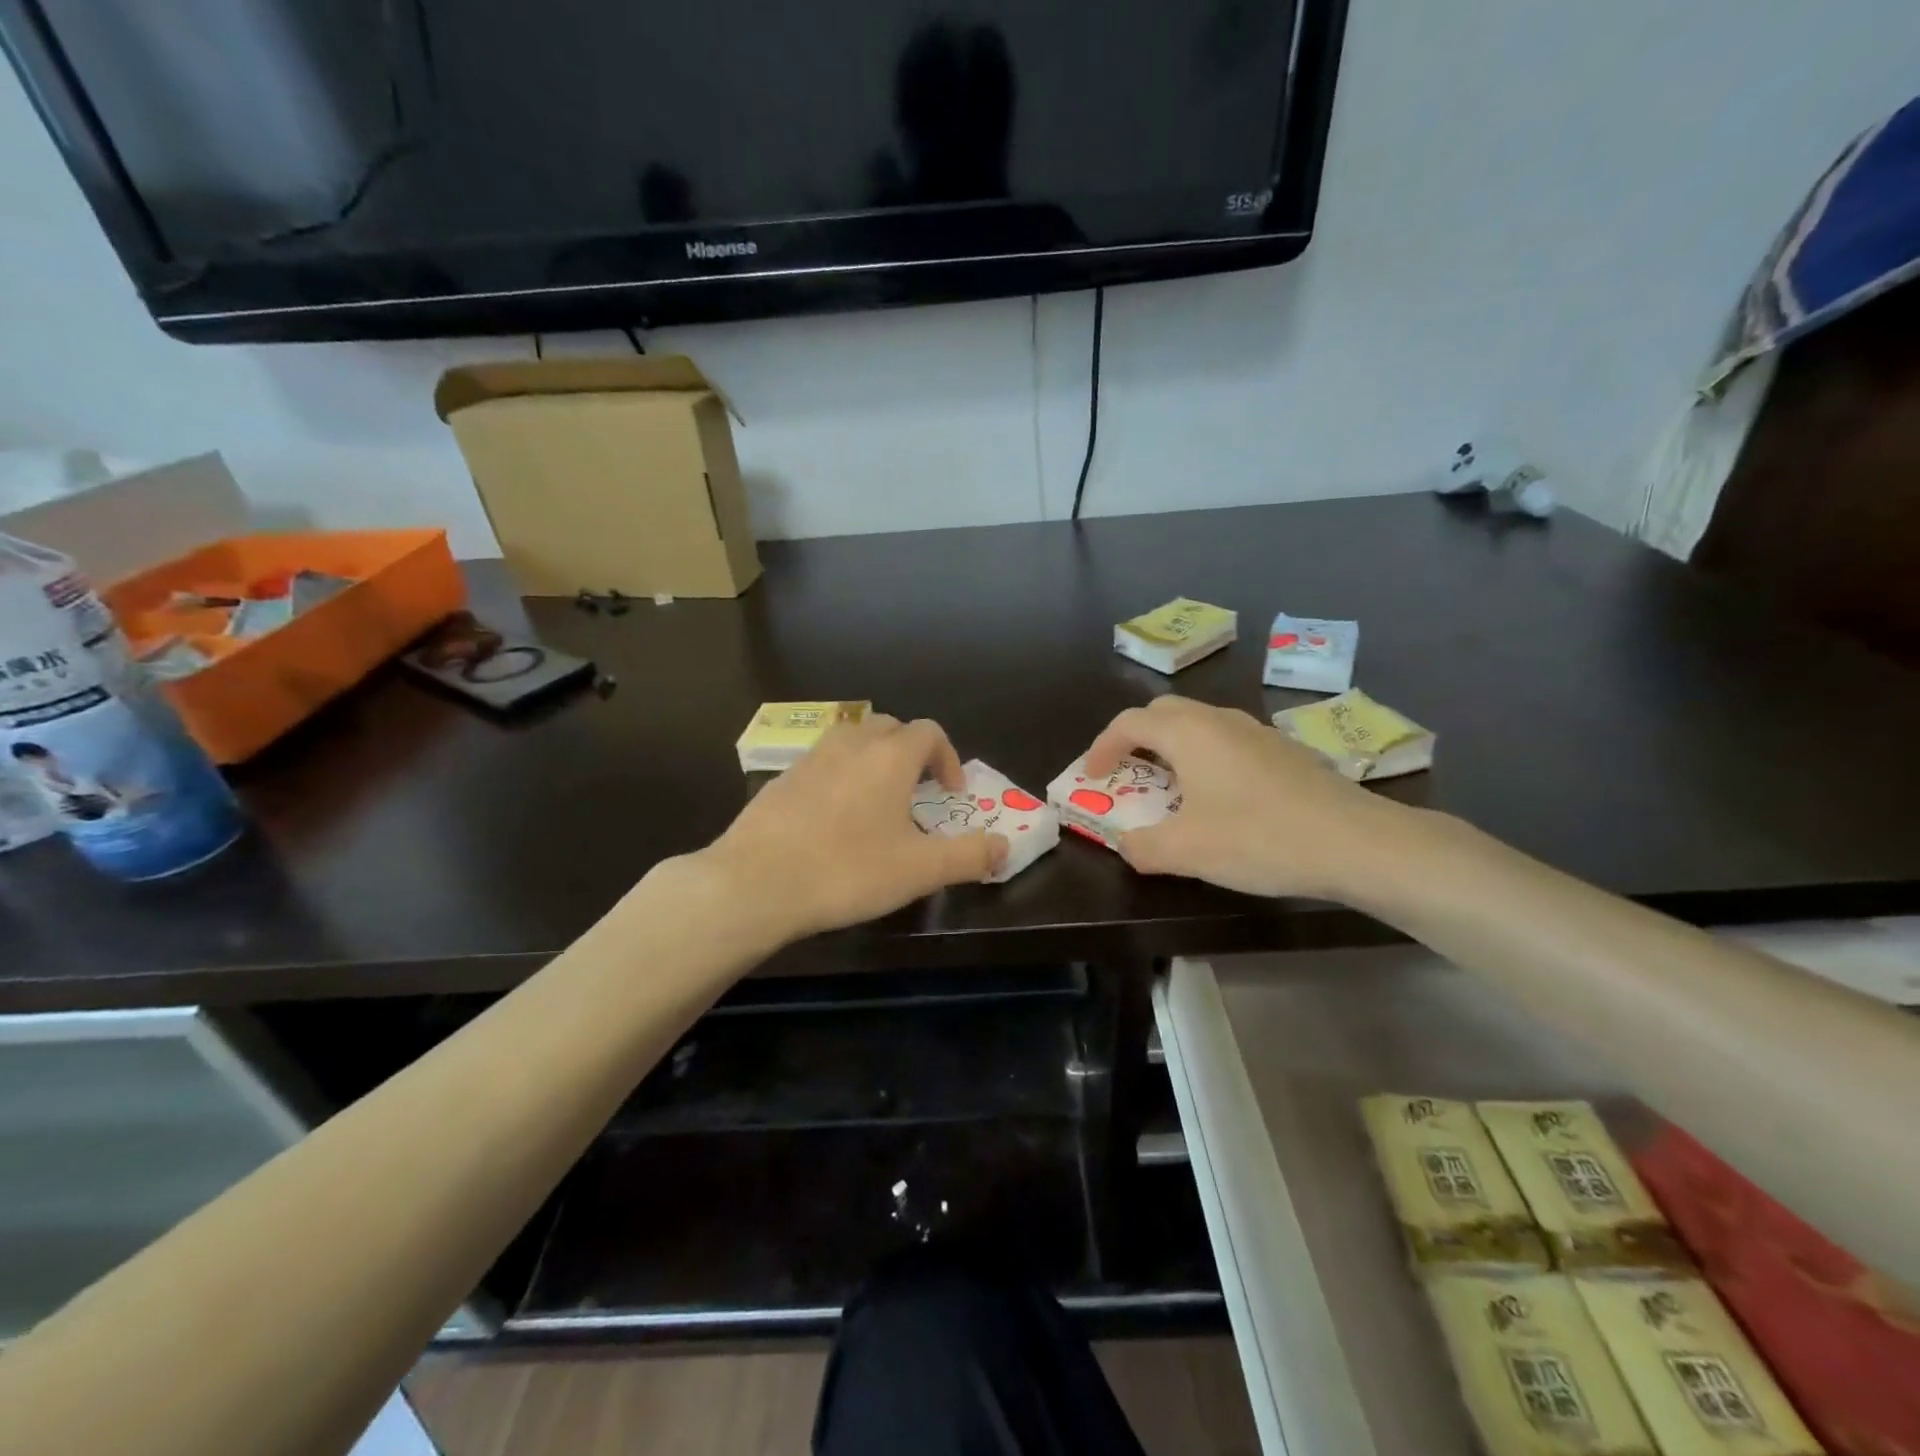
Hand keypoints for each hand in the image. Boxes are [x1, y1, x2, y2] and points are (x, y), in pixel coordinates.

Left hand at [707, 714, 1007, 938]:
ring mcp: (810, 758)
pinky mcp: (779, 780)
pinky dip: (838, 778)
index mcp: (890, 756)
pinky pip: (821, 764)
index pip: (929, 732)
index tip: (951, 794)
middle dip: (911, 753)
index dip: (948, 758)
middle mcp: (850, 744)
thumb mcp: (920, 870)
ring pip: (852, 742)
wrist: (755, 882)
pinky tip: (832, 821)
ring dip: (873, 762)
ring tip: (877, 804)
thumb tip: (1005, 848)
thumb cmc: (847, 870)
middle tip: (918, 794)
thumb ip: (969, 856)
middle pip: (890, 728)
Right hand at [1082, 695, 1409, 900]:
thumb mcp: (1186, 852)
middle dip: (1136, 738)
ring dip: (1173, 746)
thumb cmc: (1259, 838)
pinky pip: (1229, 741)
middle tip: (1126, 772)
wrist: (1356, 841)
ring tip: (1170, 786)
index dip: (1101, 747)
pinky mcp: (1285, 750)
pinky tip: (1222, 797)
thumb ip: (1142, 847)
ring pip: (1200, 724)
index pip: (1129, 722)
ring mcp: (1258, 731)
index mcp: (1189, 733)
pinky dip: (1206, 757)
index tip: (1091, 777)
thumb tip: (1126, 844)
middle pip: (1164, 713)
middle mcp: (1220, 720)